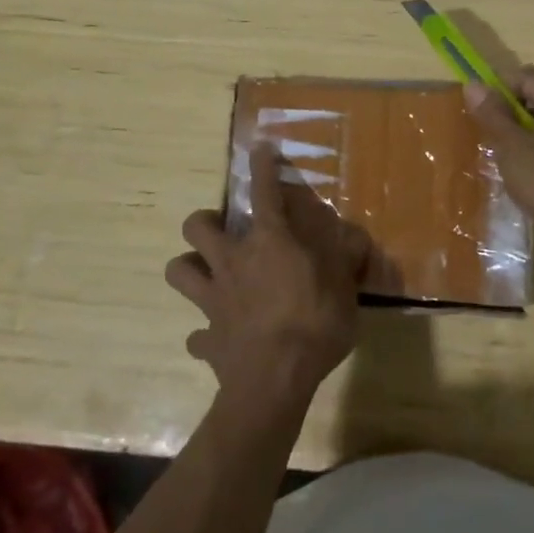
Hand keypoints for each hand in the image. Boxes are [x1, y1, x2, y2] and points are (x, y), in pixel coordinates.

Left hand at [168, 142, 369, 405]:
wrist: (274, 383)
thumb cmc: (314, 325)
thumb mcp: (345, 287)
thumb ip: (346, 258)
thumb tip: (355, 237)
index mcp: (269, 243)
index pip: (264, 192)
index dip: (262, 166)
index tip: (259, 149)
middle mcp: (233, 262)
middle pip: (196, 225)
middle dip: (204, 221)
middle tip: (223, 230)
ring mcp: (213, 300)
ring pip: (178, 270)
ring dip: (189, 268)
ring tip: (208, 274)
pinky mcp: (206, 339)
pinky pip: (196, 335)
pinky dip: (204, 334)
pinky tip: (218, 337)